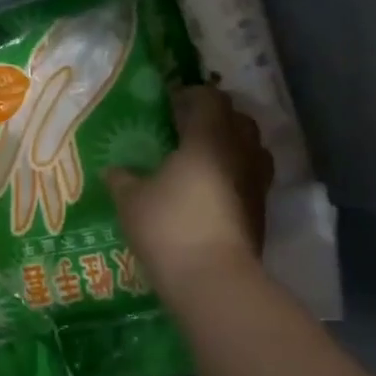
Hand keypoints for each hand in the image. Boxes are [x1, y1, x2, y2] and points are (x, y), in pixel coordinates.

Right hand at [107, 86, 272, 297]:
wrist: (214, 279)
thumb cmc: (169, 227)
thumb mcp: (132, 201)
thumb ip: (122, 179)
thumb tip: (113, 170)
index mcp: (208, 138)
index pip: (209, 98)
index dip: (190, 96)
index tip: (170, 105)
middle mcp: (240, 152)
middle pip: (237, 119)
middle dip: (215, 118)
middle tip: (186, 130)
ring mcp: (256, 182)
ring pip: (251, 148)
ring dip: (230, 146)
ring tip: (201, 161)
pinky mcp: (261, 210)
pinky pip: (250, 177)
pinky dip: (234, 175)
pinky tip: (210, 192)